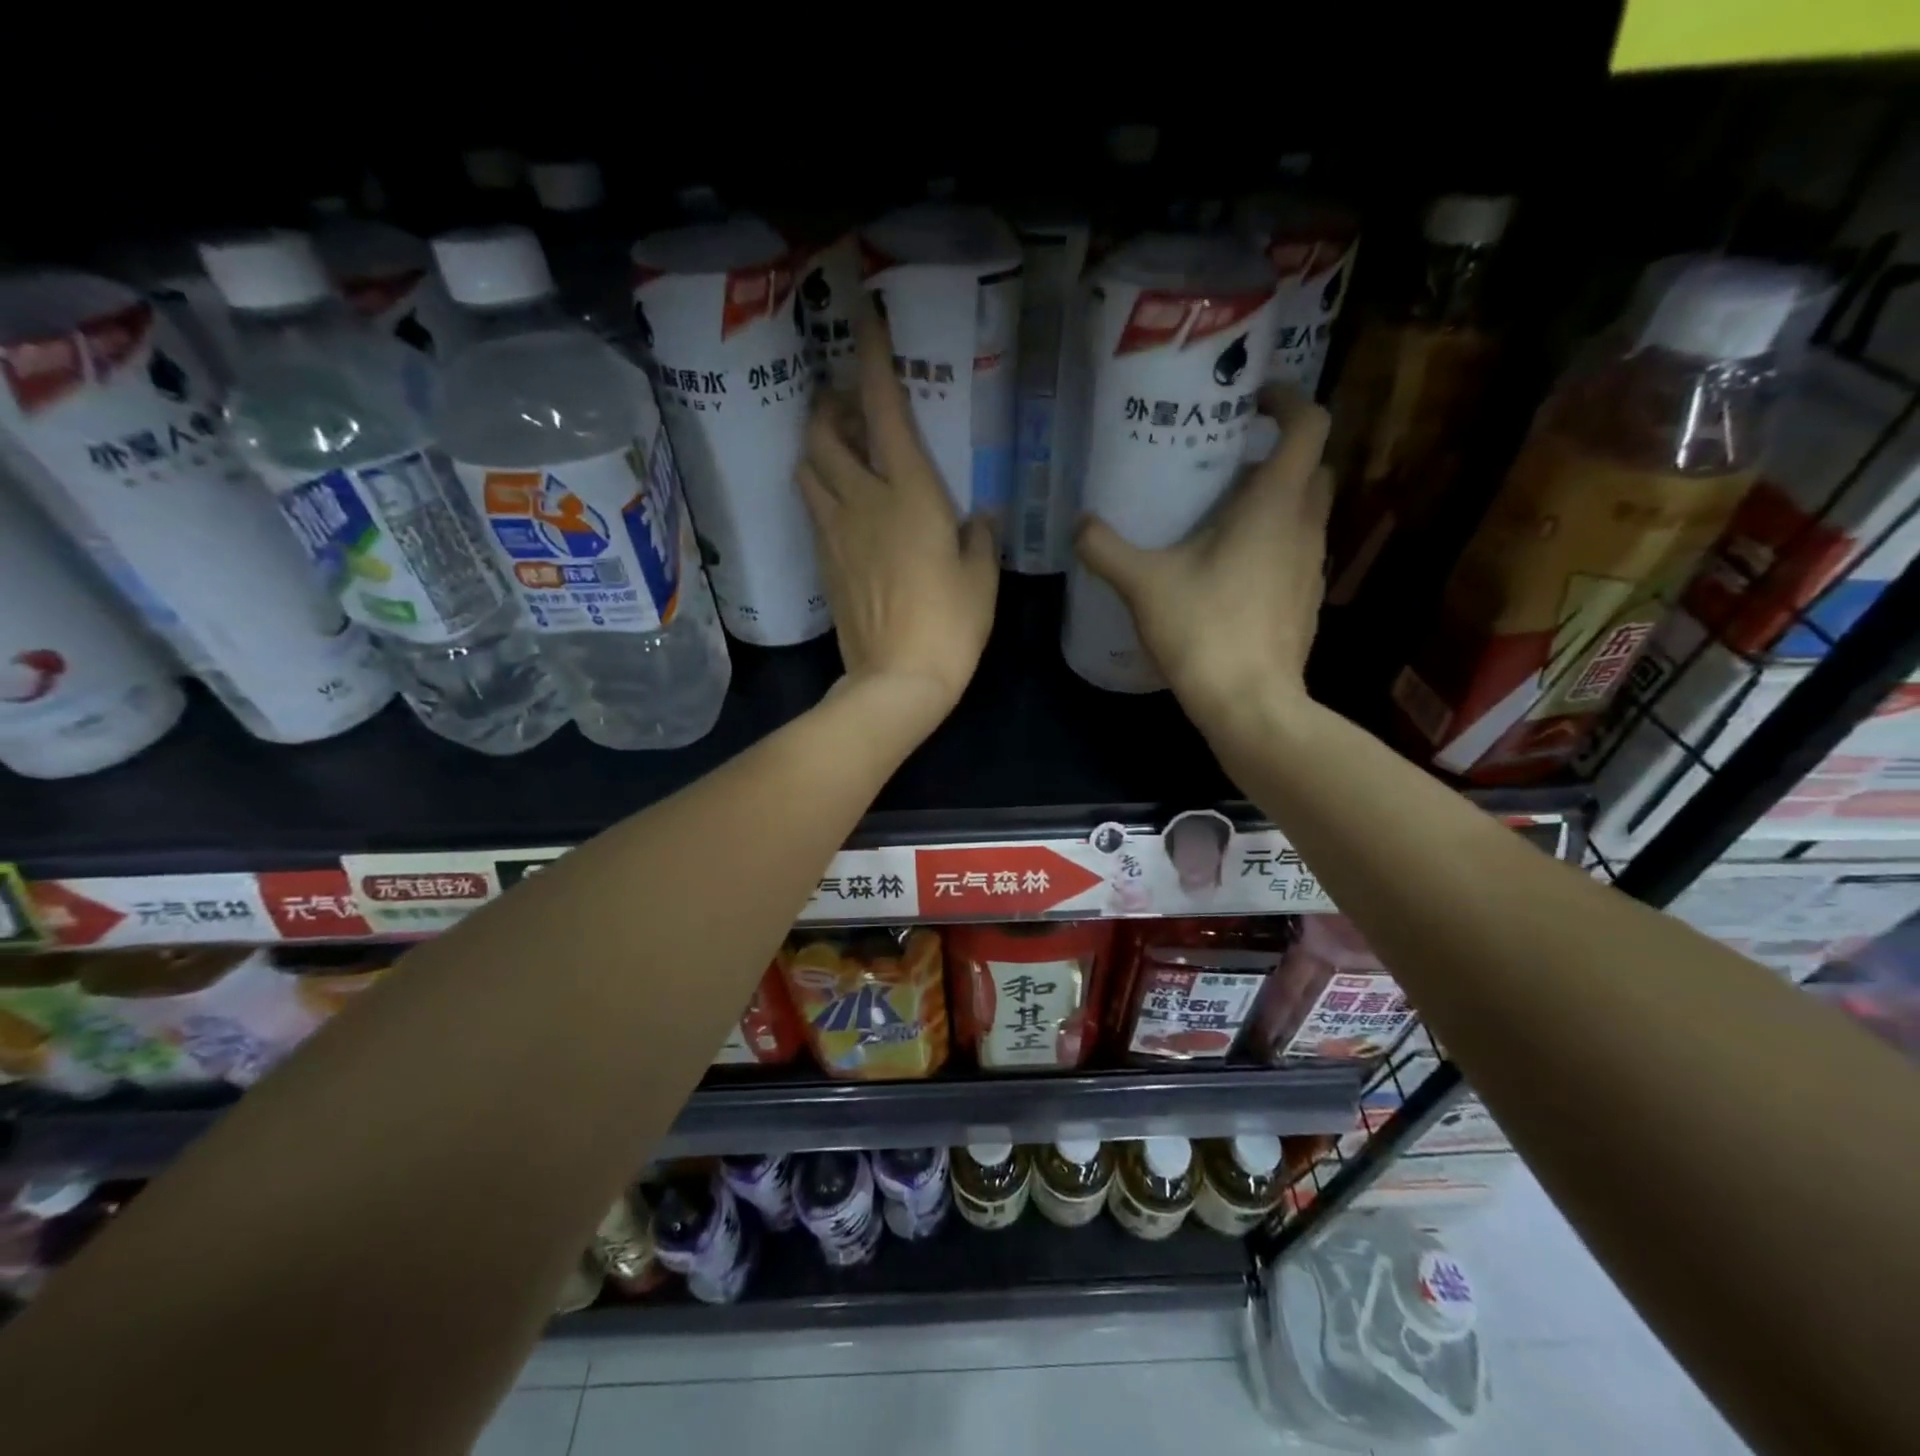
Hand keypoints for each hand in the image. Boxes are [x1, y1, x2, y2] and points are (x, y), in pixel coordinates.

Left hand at [798, 310, 998, 720]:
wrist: (897, 679)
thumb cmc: (951, 625)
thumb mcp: (981, 578)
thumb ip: (979, 537)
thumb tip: (975, 517)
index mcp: (909, 493)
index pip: (883, 410)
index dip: (872, 360)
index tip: (864, 321)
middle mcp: (863, 500)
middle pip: (824, 433)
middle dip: (829, 405)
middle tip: (847, 404)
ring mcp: (835, 532)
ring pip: (807, 470)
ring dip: (817, 448)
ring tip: (839, 450)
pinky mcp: (823, 563)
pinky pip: (813, 511)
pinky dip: (821, 492)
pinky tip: (841, 504)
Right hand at [1075, 387, 1332, 730]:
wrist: (1249, 703)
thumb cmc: (1203, 629)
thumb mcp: (1143, 584)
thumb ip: (1106, 548)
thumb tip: (1079, 524)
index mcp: (1274, 504)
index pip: (1309, 425)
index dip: (1287, 400)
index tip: (1253, 400)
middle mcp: (1305, 526)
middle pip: (1311, 467)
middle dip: (1278, 454)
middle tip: (1228, 464)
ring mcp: (1312, 566)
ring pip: (1305, 512)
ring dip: (1275, 502)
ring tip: (1222, 518)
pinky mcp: (1306, 600)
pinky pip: (1297, 551)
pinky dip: (1273, 544)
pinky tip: (1230, 571)